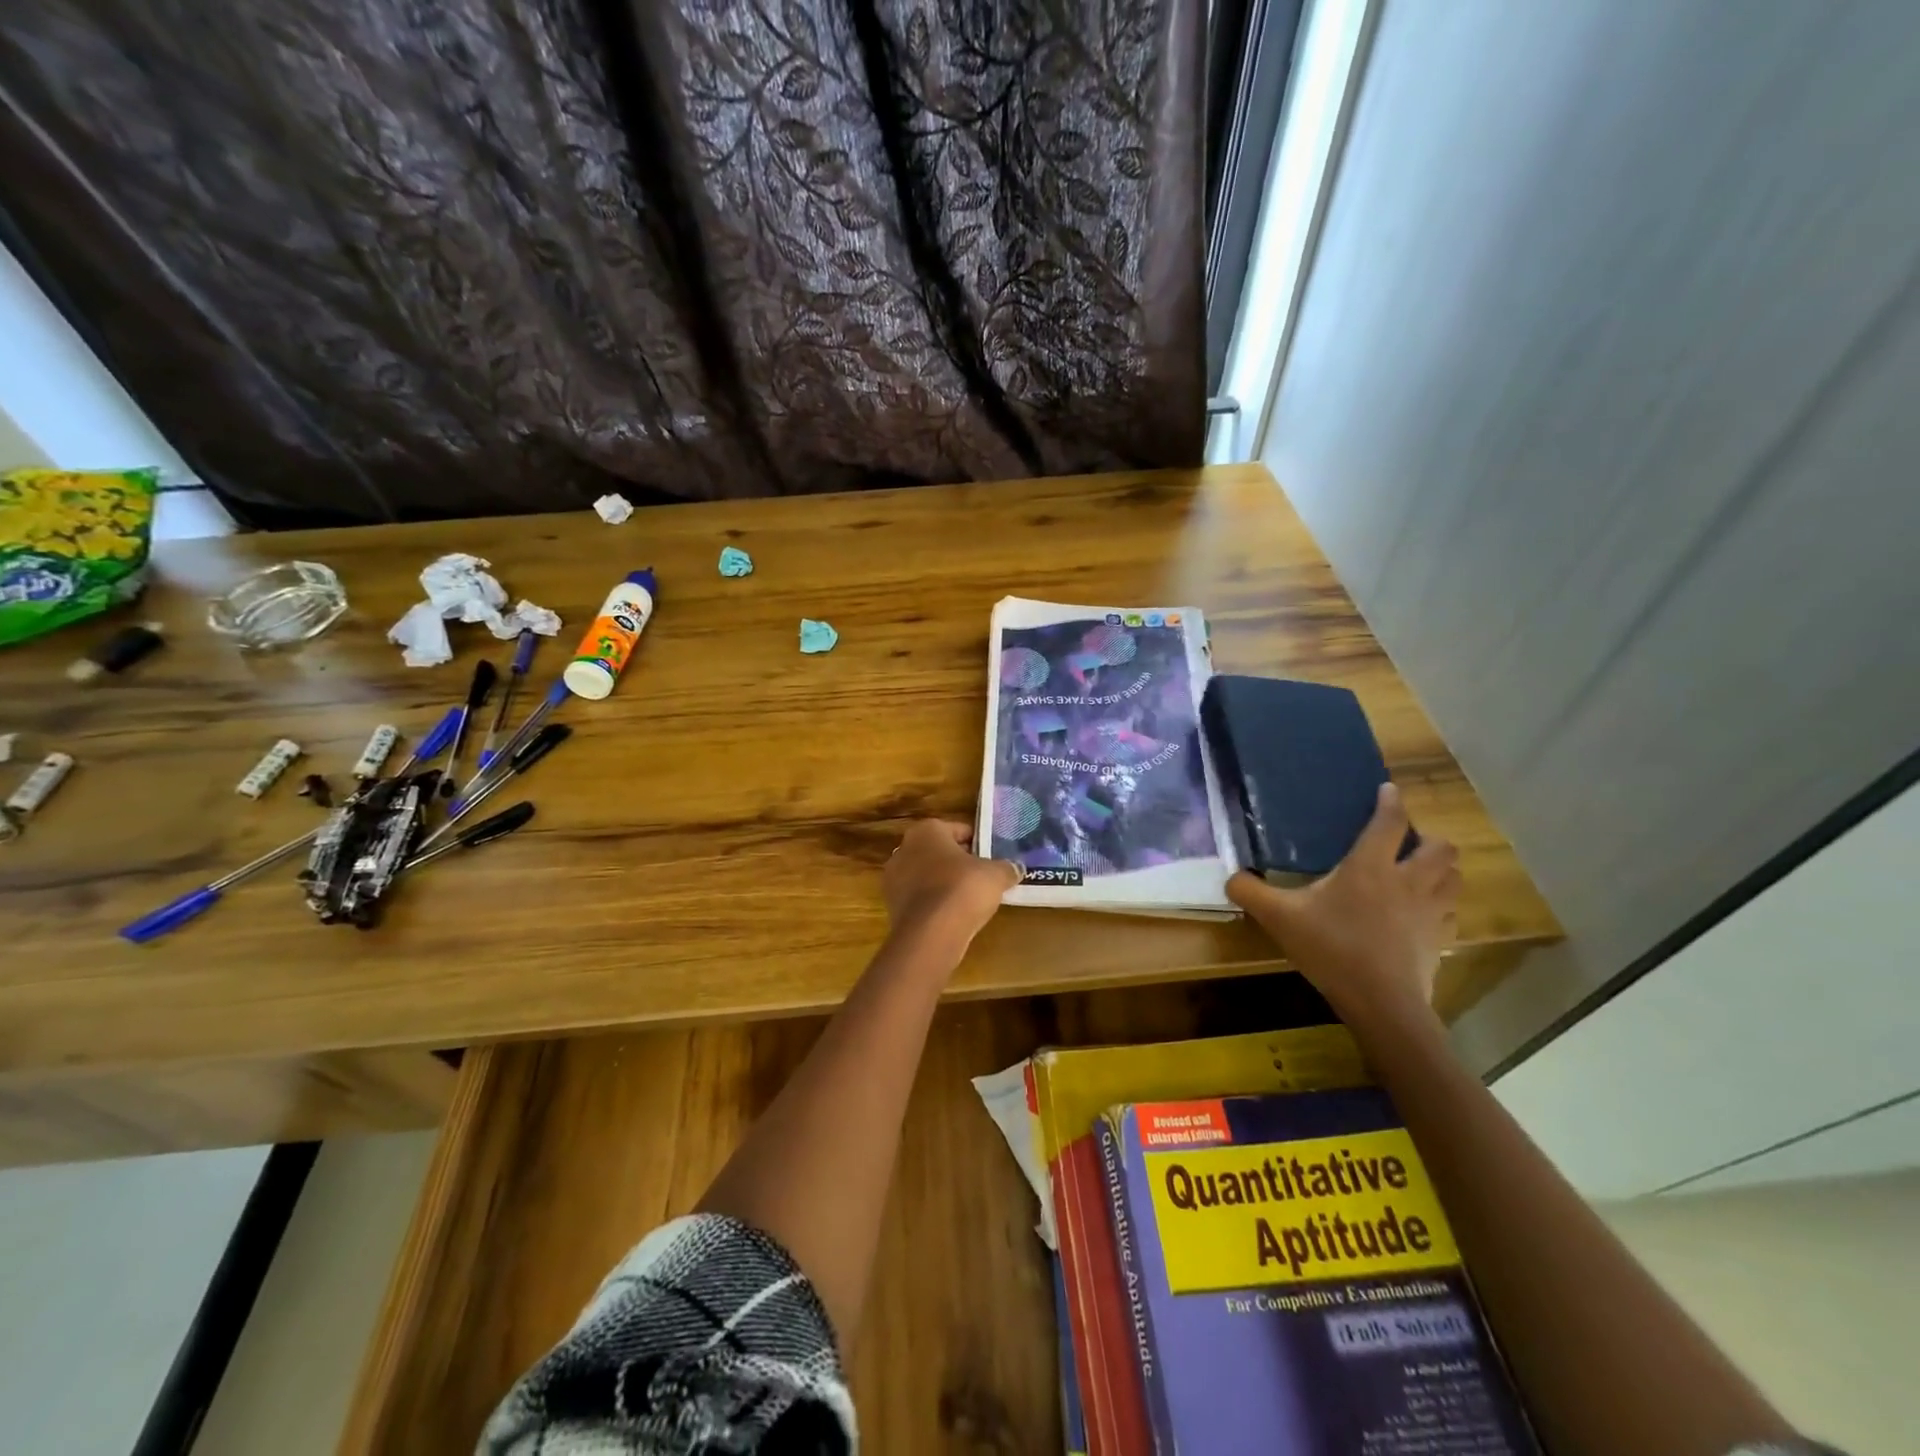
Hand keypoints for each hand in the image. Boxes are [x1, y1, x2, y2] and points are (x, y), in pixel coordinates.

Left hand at [883, 820, 1021, 952]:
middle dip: (959, 861)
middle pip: (939, 851)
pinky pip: (920, 897)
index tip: (993, 856)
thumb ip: (1006, 867)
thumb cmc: (963, 889)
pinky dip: (934, 902)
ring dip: (945, 882)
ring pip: (927, 875)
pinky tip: (953, 914)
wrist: (930, 934)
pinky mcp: (892, 905)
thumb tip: (1017, 867)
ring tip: (970, 898)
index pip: (958, 830)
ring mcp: (893, 878)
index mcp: (926, 830)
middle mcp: (904, 848)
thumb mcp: (995, 875)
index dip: (978, 842)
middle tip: (983, 875)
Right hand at [1226, 784, 1459, 1030]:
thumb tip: (1230, 877)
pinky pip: (1451, 912)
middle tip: (1406, 843)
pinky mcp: (1440, 939)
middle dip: (1428, 838)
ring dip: (1441, 869)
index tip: (1388, 790)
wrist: (1381, 1003)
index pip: (1390, 821)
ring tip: (1420, 872)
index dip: (1391, 801)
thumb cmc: (1331, 949)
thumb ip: (1251, 892)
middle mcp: (1408, 880)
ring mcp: (1430, 910)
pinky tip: (1422, 913)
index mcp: (1370, 866)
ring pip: (1454, 876)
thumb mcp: (1280, 918)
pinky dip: (1442, 905)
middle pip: (1440, 846)